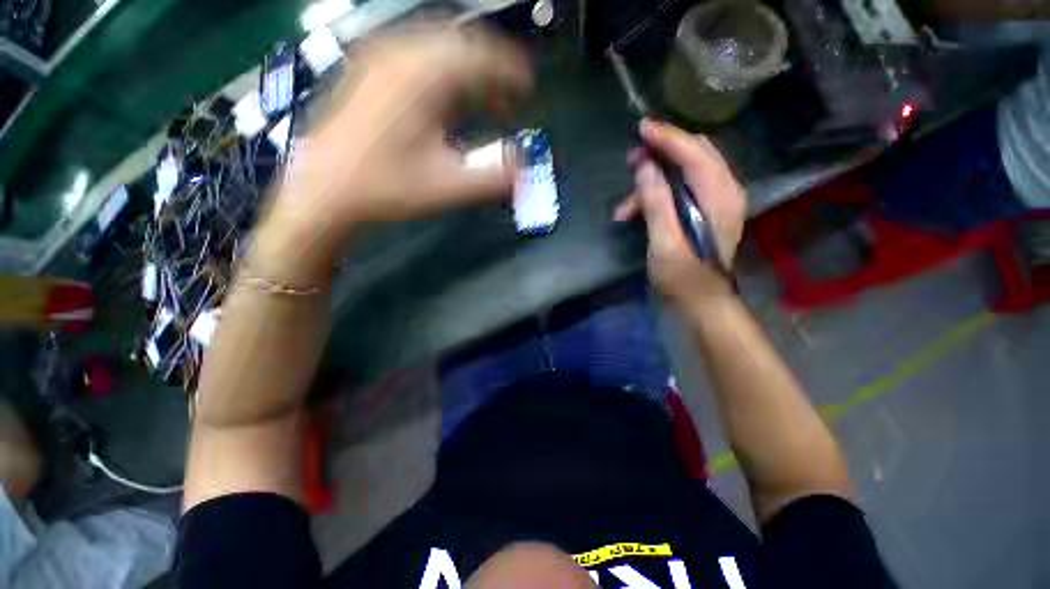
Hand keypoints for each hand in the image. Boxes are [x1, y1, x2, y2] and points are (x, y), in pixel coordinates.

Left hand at [264, 24, 531, 254]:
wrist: (325, 191)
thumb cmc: (387, 187)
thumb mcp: (448, 187)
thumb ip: (492, 177)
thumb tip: (525, 168)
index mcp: (423, 76)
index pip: (480, 56)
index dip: (510, 70)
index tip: (528, 88)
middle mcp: (400, 54)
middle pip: (460, 44)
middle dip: (491, 70)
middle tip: (508, 100)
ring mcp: (380, 59)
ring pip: (437, 49)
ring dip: (467, 72)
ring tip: (483, 104)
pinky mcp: (368, 72)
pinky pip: (416, 58)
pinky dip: (442, 74)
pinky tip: (447, 103)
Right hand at [614, 119, 745, 307]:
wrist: (702, 302)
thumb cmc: (683, 277)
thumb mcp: (664, 242)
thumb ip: (656, 202)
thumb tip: (644, 166)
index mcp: (719, 197)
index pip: (695, 153)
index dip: (667, 138)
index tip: (641, 129)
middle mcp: (725, 191)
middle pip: (695, 154)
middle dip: (661, 153)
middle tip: (632, 160)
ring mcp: (718, 201)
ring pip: (685, 173)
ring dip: (653, 184)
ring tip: (623, 207)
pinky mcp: (708, 211)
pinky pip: (683, 188)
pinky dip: (658, 196)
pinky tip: (635, 213)